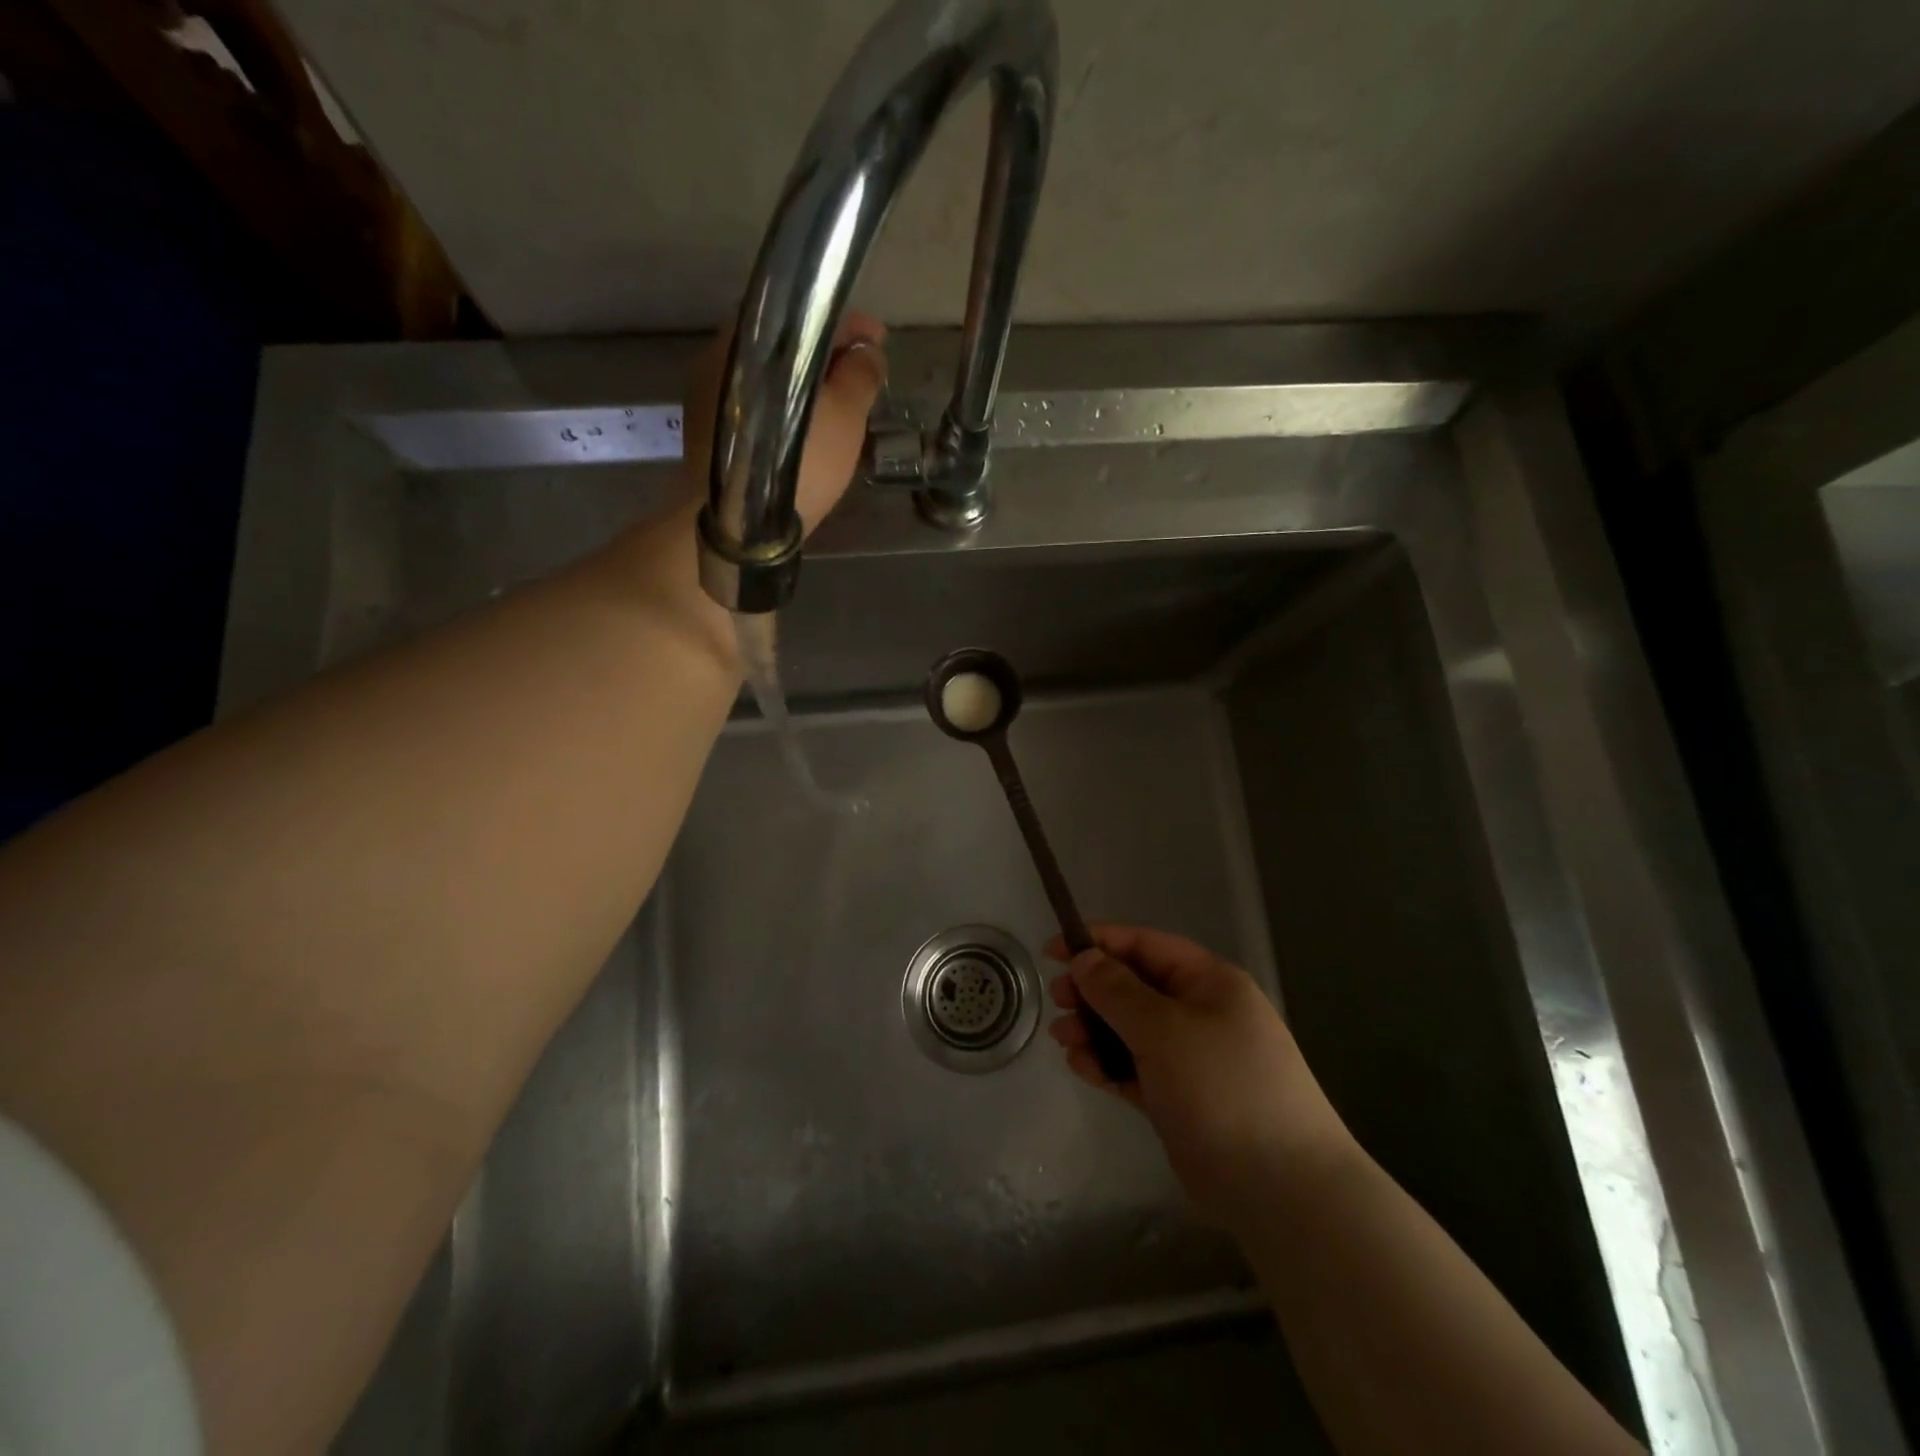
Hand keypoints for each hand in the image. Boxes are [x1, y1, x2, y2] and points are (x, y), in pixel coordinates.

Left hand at [681, 311, 887, 536]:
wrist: (738, 526)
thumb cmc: (796, 466)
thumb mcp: (844, 418)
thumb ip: (860, 376)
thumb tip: (868, 351)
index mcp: (759, 338)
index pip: (812, 316)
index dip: (853, 328)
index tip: (880, 342)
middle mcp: (726, 353)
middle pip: (789, 344)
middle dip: (830, 358)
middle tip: (864, 379)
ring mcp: (710, 390)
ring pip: (772, 374)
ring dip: (808, 385)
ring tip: (840, 408)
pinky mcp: (707, 426)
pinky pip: (756, 402)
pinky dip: (785, 406)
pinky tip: (807, 430)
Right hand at [1046, 925, 1354, 1228]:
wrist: (1281, 1189)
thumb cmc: (1222, 1087)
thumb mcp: (1164, 1029)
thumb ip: (1117, 991)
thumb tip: (1083, 958)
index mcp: (1209, 982)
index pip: (1146, 945)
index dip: (1098, 942)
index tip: (1052, 951)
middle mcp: (1201, 1012)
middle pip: (1135, 987)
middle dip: (1093, 991)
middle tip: (1057, 1001)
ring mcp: (1191, 1057)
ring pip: (1131, 1029)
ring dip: (1094, 1030)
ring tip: (1064, 1041)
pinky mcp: (1180, 1097)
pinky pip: (1135, 1067)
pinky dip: (1108, 1064)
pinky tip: (1082, 1067)